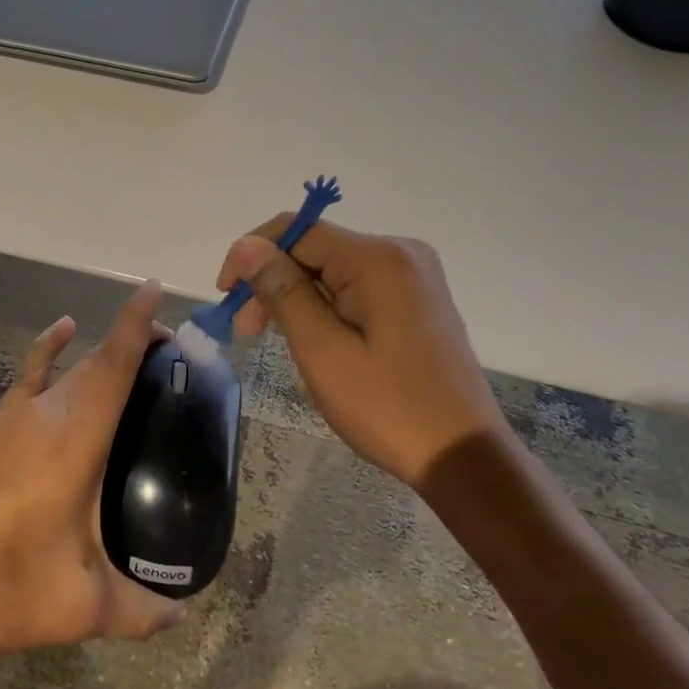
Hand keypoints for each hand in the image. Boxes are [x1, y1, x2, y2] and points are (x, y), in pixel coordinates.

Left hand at [0, 280, 183, 676]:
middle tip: (173, 356)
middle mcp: (45, 414)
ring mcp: (12, 418)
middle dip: (135, 343)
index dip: (136, 322)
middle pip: (96, 360)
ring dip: (101, 354)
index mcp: (75, 442)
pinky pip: (28, 374)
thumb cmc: (2, 590)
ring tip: (136, 356)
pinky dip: (49, 349)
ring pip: (68, 368)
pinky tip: (61, 332)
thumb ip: (140, 611)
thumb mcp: (80, 608)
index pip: (112, 364)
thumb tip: (182, 618)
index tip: (156, 289)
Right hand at [218, 220, 504, 488]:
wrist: (464, 457)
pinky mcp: (415, 299)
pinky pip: (355, 287)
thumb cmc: (387, 407)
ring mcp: (412, 276)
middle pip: (315, 249)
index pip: (297, 230)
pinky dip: (324, 306)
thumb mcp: (322, 350)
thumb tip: (246, 245)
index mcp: (378, 258)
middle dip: (273, 281)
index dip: (252, 255)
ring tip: (271, 338)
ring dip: (295, 296)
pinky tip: (311, 336)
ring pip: (332, 269)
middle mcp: (399, 253)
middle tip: (244, 329)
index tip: (225, 295)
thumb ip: (282, 291)